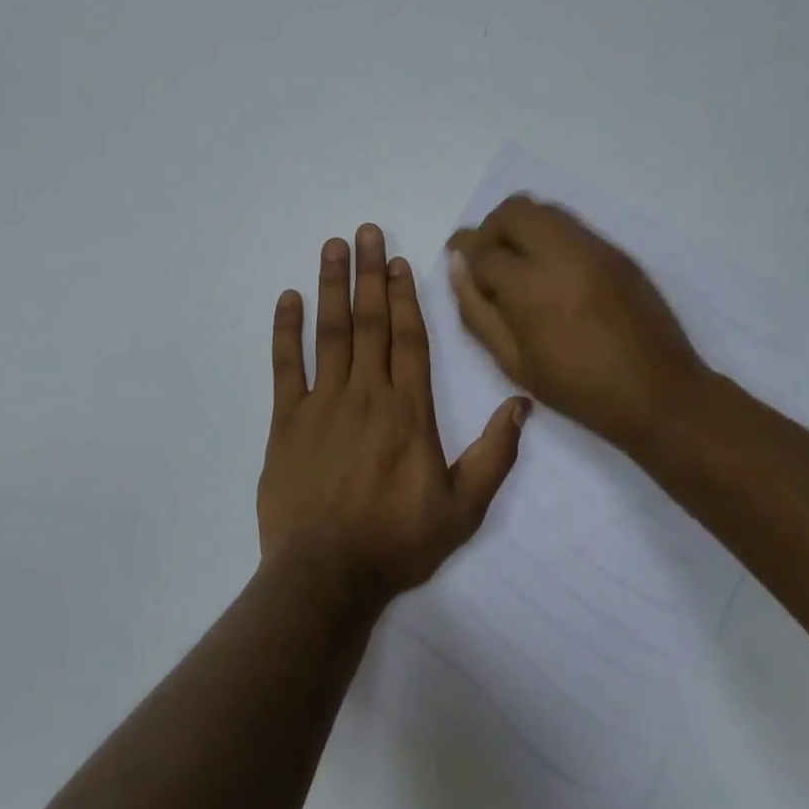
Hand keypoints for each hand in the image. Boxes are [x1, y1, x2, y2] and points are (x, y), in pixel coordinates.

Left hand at [259, 224, 531, 605]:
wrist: (326, 575)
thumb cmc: (397, 542)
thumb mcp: (463, 509)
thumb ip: (494, 454)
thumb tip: (522, 404)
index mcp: (409, 410)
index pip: (410, 339)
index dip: (406, 296)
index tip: (399, 261)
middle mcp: (367, 394)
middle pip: (371, 322)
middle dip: (369, 274)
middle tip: (365, 232)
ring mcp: (323, 404)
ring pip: (330, 333)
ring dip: (331, 287)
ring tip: (332, 247)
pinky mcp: (286, 421)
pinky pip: (285, 366)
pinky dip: (286, 331)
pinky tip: (288, 298)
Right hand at [448, 196, 708, 454]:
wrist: (658, 392)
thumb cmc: (577, 387)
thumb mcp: (513, 362)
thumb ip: (477, 311)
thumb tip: (458, 266)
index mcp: (529, 286)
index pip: (482, 248)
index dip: (464, 252)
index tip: (459, 261)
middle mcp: (560, 253)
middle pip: (512, 211)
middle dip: (492, 229)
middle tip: (490, 261)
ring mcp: (593, 247)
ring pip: (544, 210)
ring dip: (521, 228)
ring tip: (521, 266)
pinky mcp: (616, 251)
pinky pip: (571, 226)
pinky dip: (550, 236)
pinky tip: (555, 274)